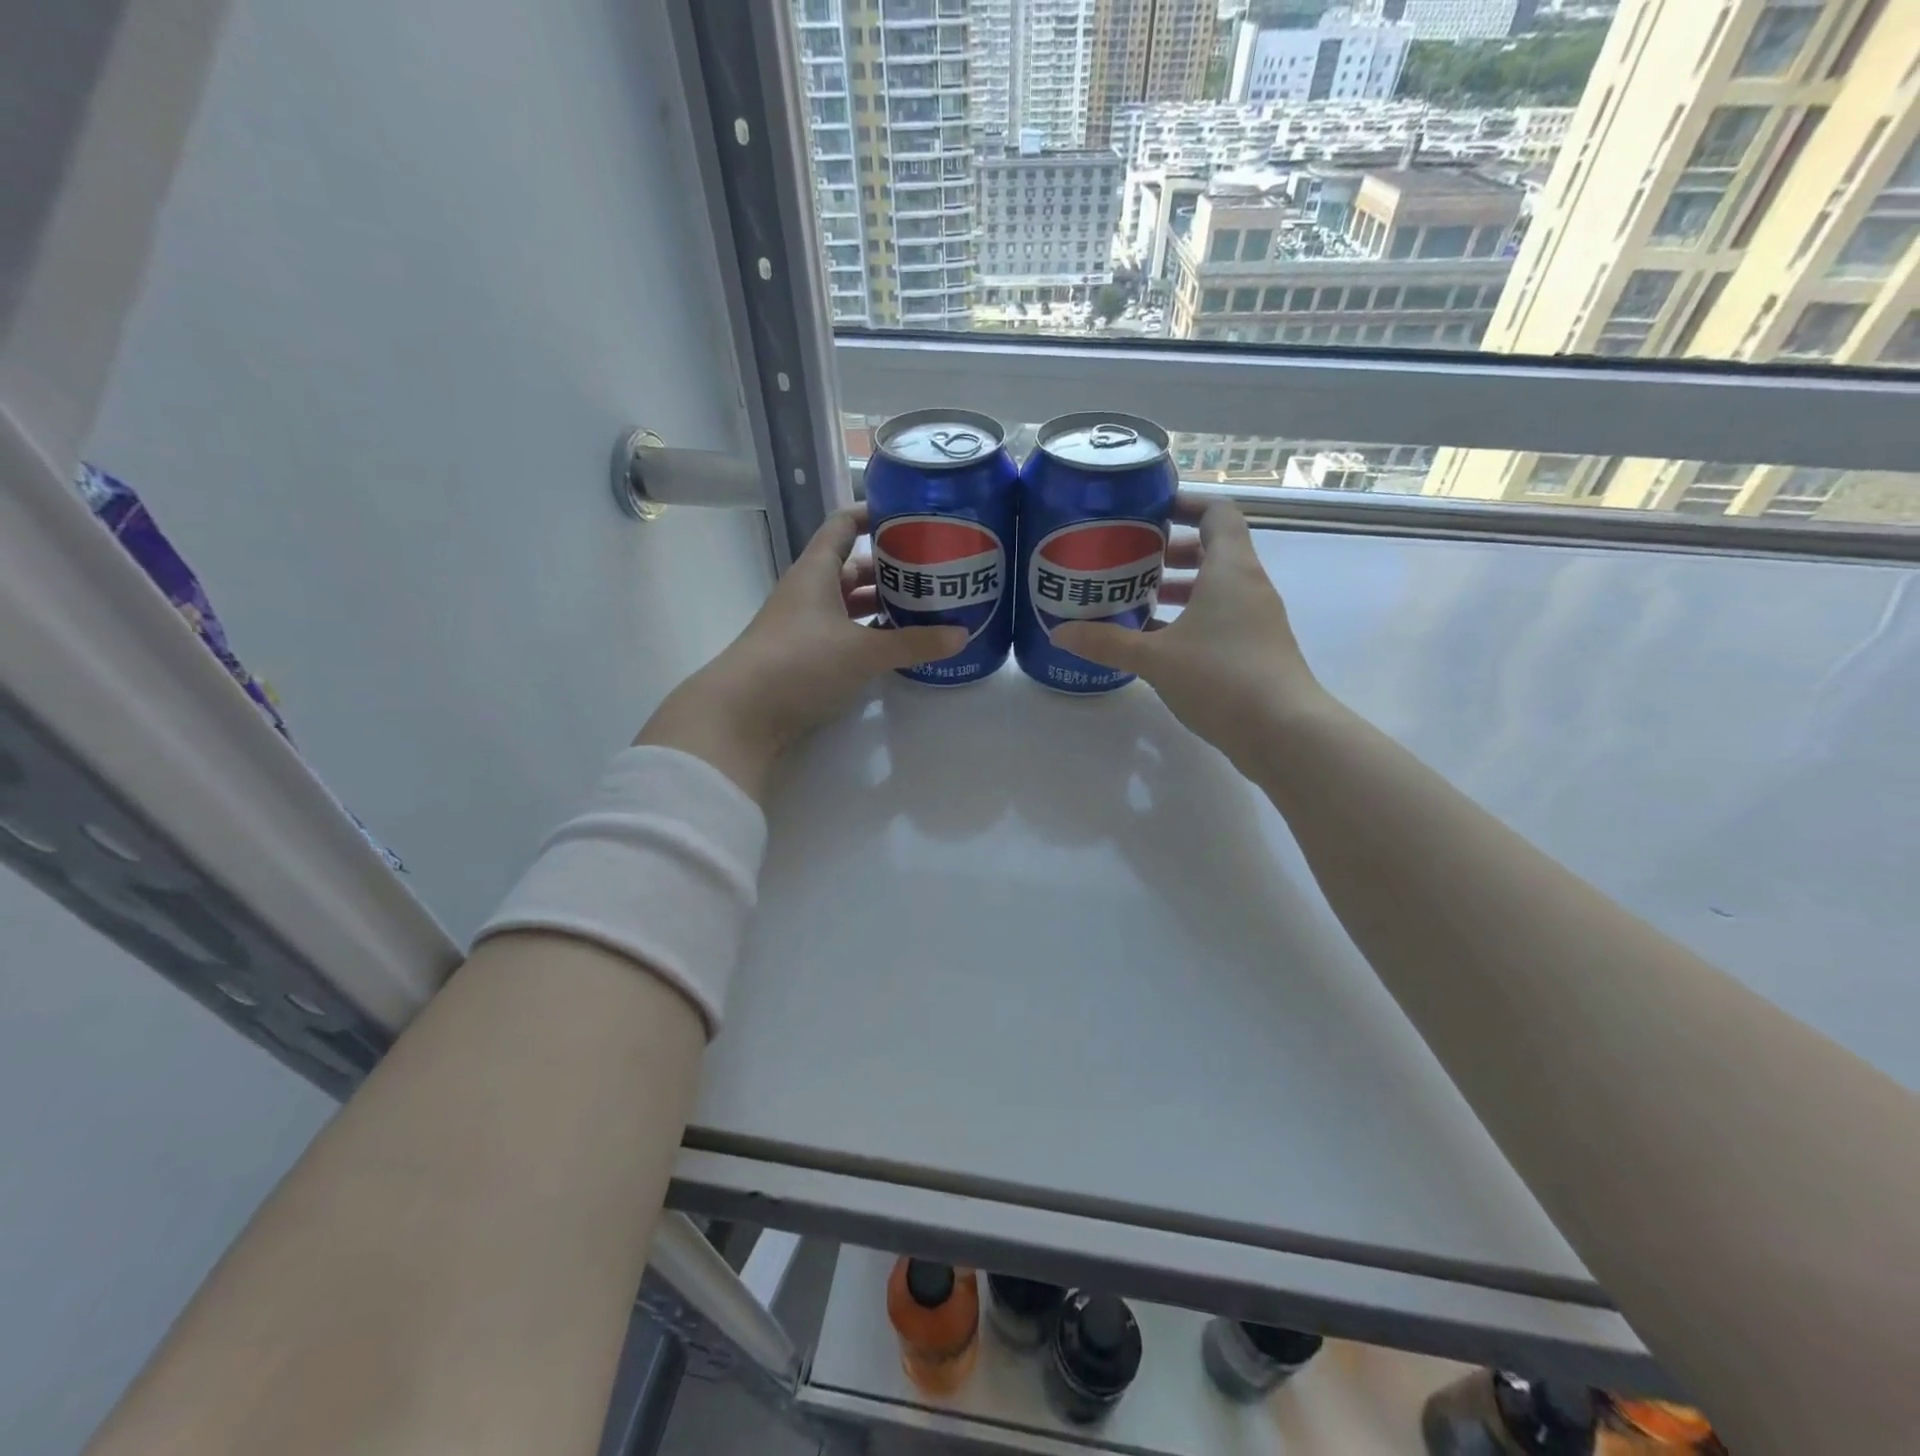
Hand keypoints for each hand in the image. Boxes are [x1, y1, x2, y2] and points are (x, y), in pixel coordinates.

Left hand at [636, 506, 963, 800]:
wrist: (743, 713)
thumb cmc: (801, 662)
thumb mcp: (864, 651)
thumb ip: (913, 643)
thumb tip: (961, 635)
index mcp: (817, 572)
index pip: (844, 525)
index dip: (873, 514)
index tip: (910, 513)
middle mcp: (810, 592)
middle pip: (854, 567)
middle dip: (891, 567)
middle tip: (934, 569)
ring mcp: (807, 625)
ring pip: (851, 603)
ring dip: (883, 604)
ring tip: (926, 606)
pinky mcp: (807, 656)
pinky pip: (847, 633)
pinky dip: (872, 634)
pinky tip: (899, 644)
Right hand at [1052, 495, 1328, 773]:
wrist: (1283, 732)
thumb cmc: (1220, 677)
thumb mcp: (1154, 658)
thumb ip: (1106, 642)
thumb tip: (1058, 633)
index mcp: (1230, 570)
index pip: (1217, 513)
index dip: (1185, 504)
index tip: (1149, 511)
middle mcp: (1248, 586)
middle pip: (1214, 550)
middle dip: (1172, 552)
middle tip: (1131, 561)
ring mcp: (1256, 620)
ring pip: (1216, 588)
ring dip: (1179, 588)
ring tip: (1137, 601)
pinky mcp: (1255, 650)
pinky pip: (1220, 618)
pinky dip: (1190, 619)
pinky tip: (1156, 643)